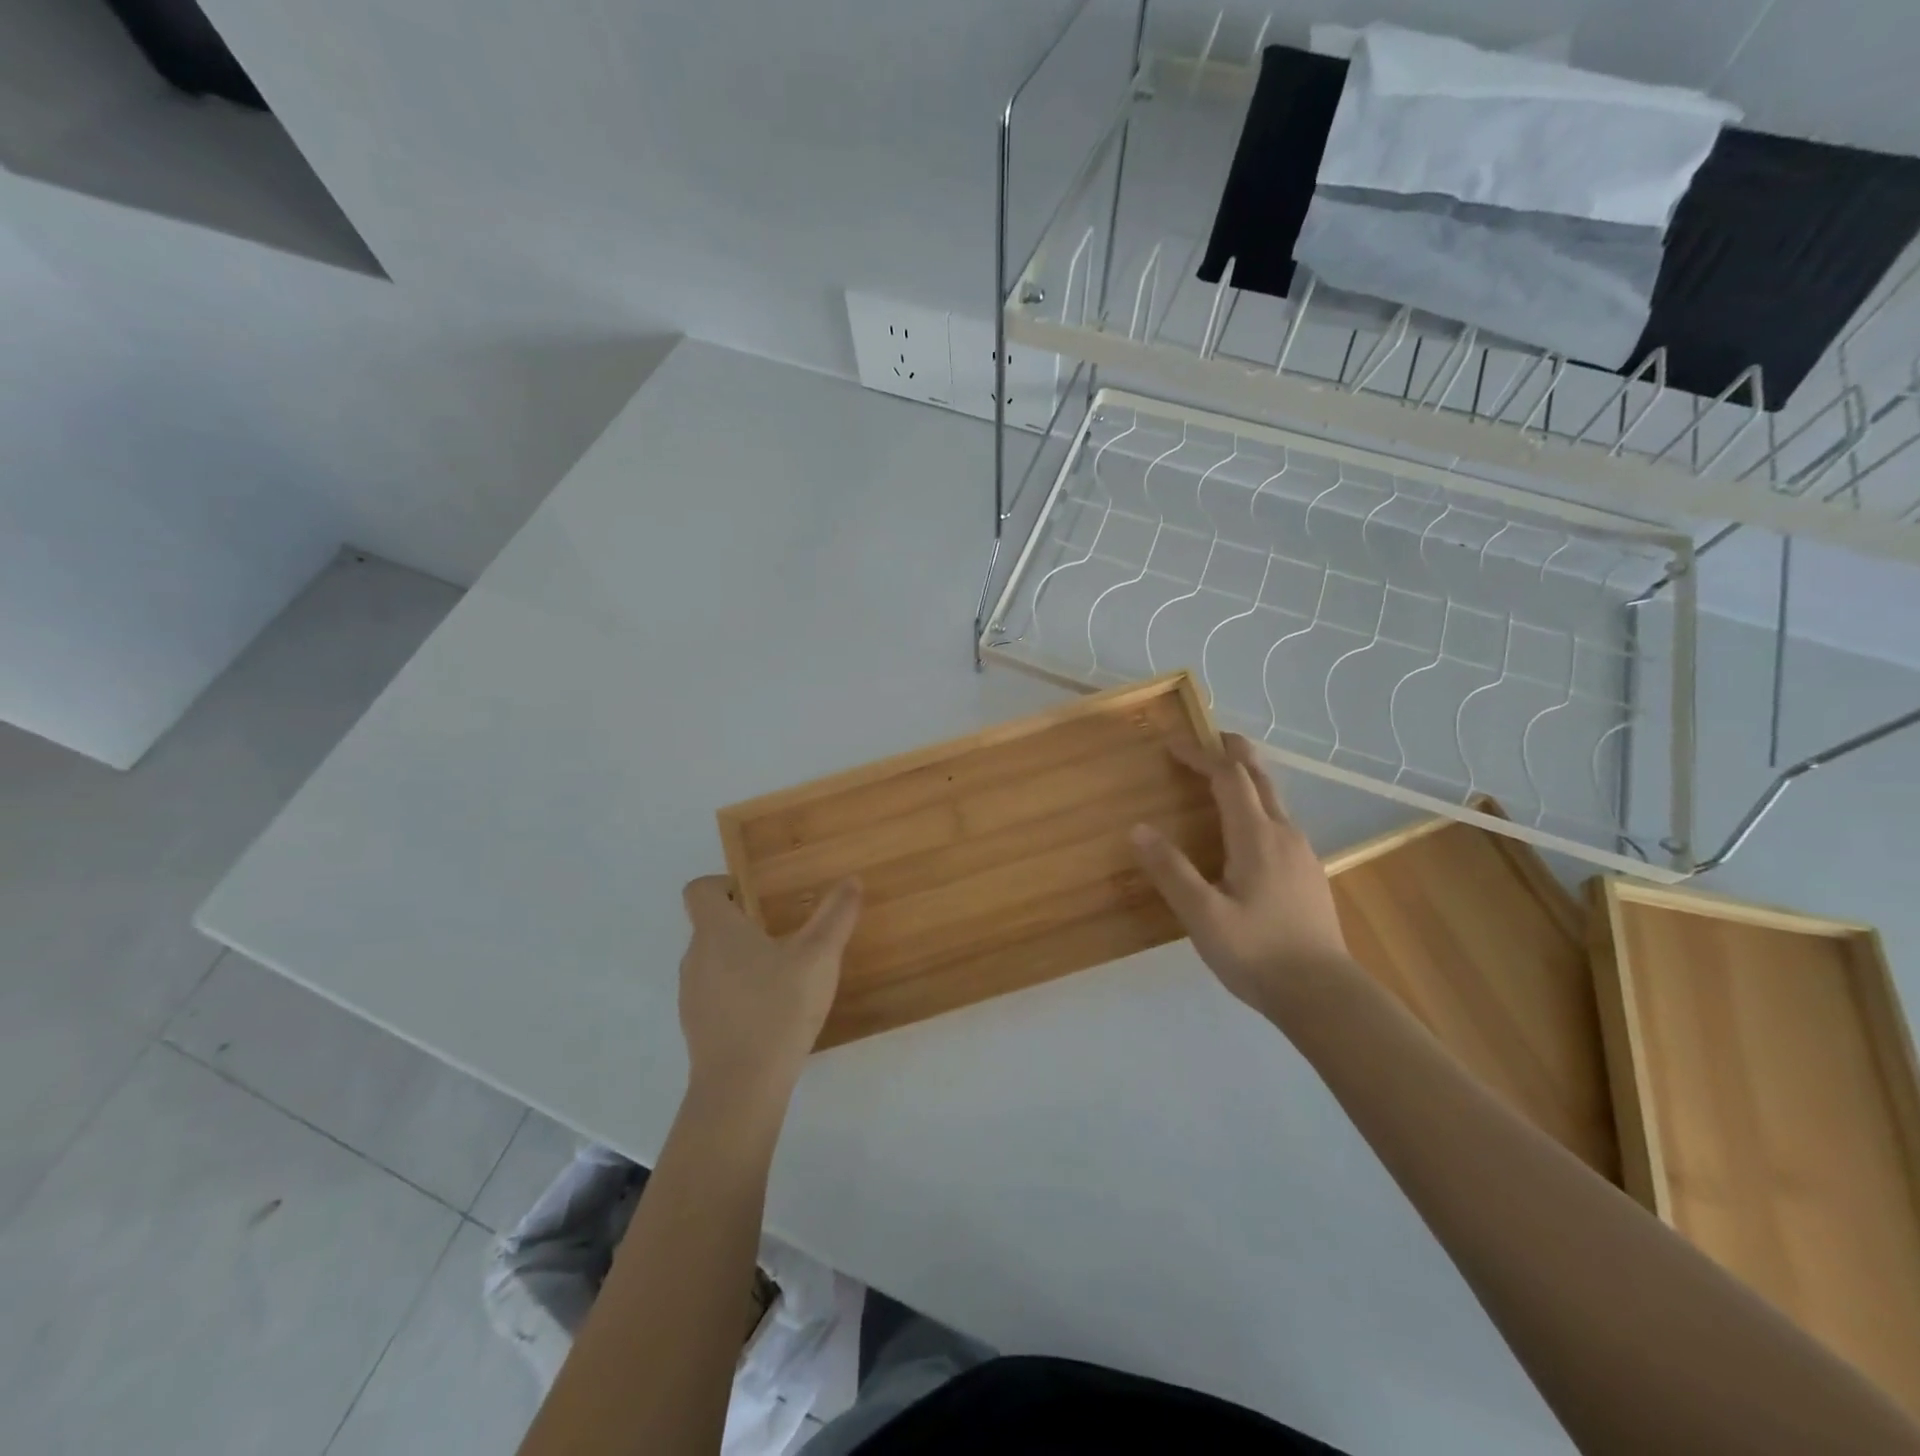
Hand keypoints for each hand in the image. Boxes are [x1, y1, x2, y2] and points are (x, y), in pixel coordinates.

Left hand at [677, 875, 862, 1109]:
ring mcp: (691, 994)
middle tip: (785, 931)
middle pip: (710, 924)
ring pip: (713, 960)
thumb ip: (836, 915)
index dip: (725, 884)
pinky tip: (771, 1009)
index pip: (701, 889)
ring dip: (742, 958)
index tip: (758, 895)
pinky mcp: (697, 1026)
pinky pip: (715, 992)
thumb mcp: (819, 956)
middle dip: (745, 923)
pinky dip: (738, 990)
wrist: (741, 1088)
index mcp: (716, 930)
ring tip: (783, 971)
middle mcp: (695, 956)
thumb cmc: (778, 1008)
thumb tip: (852, 880)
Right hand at [1130, 733, 1355, 1019]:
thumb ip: (1171, 870)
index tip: (1173, 745)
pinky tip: (1245, 832)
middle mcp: (1284, 834)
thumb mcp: (1203, 916)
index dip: (1201, 755)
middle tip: (1209, 738)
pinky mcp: (1309, 874)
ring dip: (1246, 779)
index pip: (1228, 778)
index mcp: (1257, 837)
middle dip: (1234, 752)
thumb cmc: (1257, 953)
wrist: (1324, 996)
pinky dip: (1257, 806)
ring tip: (1220, 780)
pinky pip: (1280, 823)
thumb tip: (1139, 828)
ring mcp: (1302, 854)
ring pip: (1274, 800)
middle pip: (1260, 778)